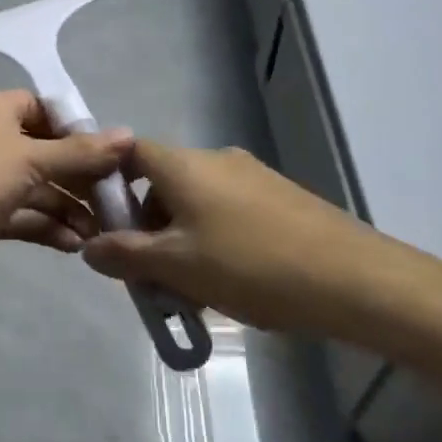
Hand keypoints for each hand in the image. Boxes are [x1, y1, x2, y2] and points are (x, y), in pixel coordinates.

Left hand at [0, 90, 133, 316]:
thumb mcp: (31, 161)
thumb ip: (80, 152)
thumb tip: (129, 134)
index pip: (45, 108)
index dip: (78, 129)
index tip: (111, 156)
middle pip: (46, 151)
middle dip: (79, 176)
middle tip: (115, 202)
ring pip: (36, 187)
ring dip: (67, 208)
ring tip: (99, 233)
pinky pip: (21, 214)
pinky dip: (46, 226)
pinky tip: (73, 246)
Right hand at [82, 140, 389, 332]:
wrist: (352, 278)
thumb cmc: (250, 265)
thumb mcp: (177, 267)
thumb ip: (126, 255)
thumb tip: (89, 246)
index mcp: (184, 165)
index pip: (130, 152)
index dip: (109, 182)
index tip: (106, 225)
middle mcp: (216, 159)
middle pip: (163, 182)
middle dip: (148, 225)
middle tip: (150, 275)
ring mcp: (252, 175)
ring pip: (197, 201)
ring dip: (181, 238)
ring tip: (192, 289)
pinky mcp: (280, 197)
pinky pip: (228, 211)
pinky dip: (214, 238)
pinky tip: (232, 281)